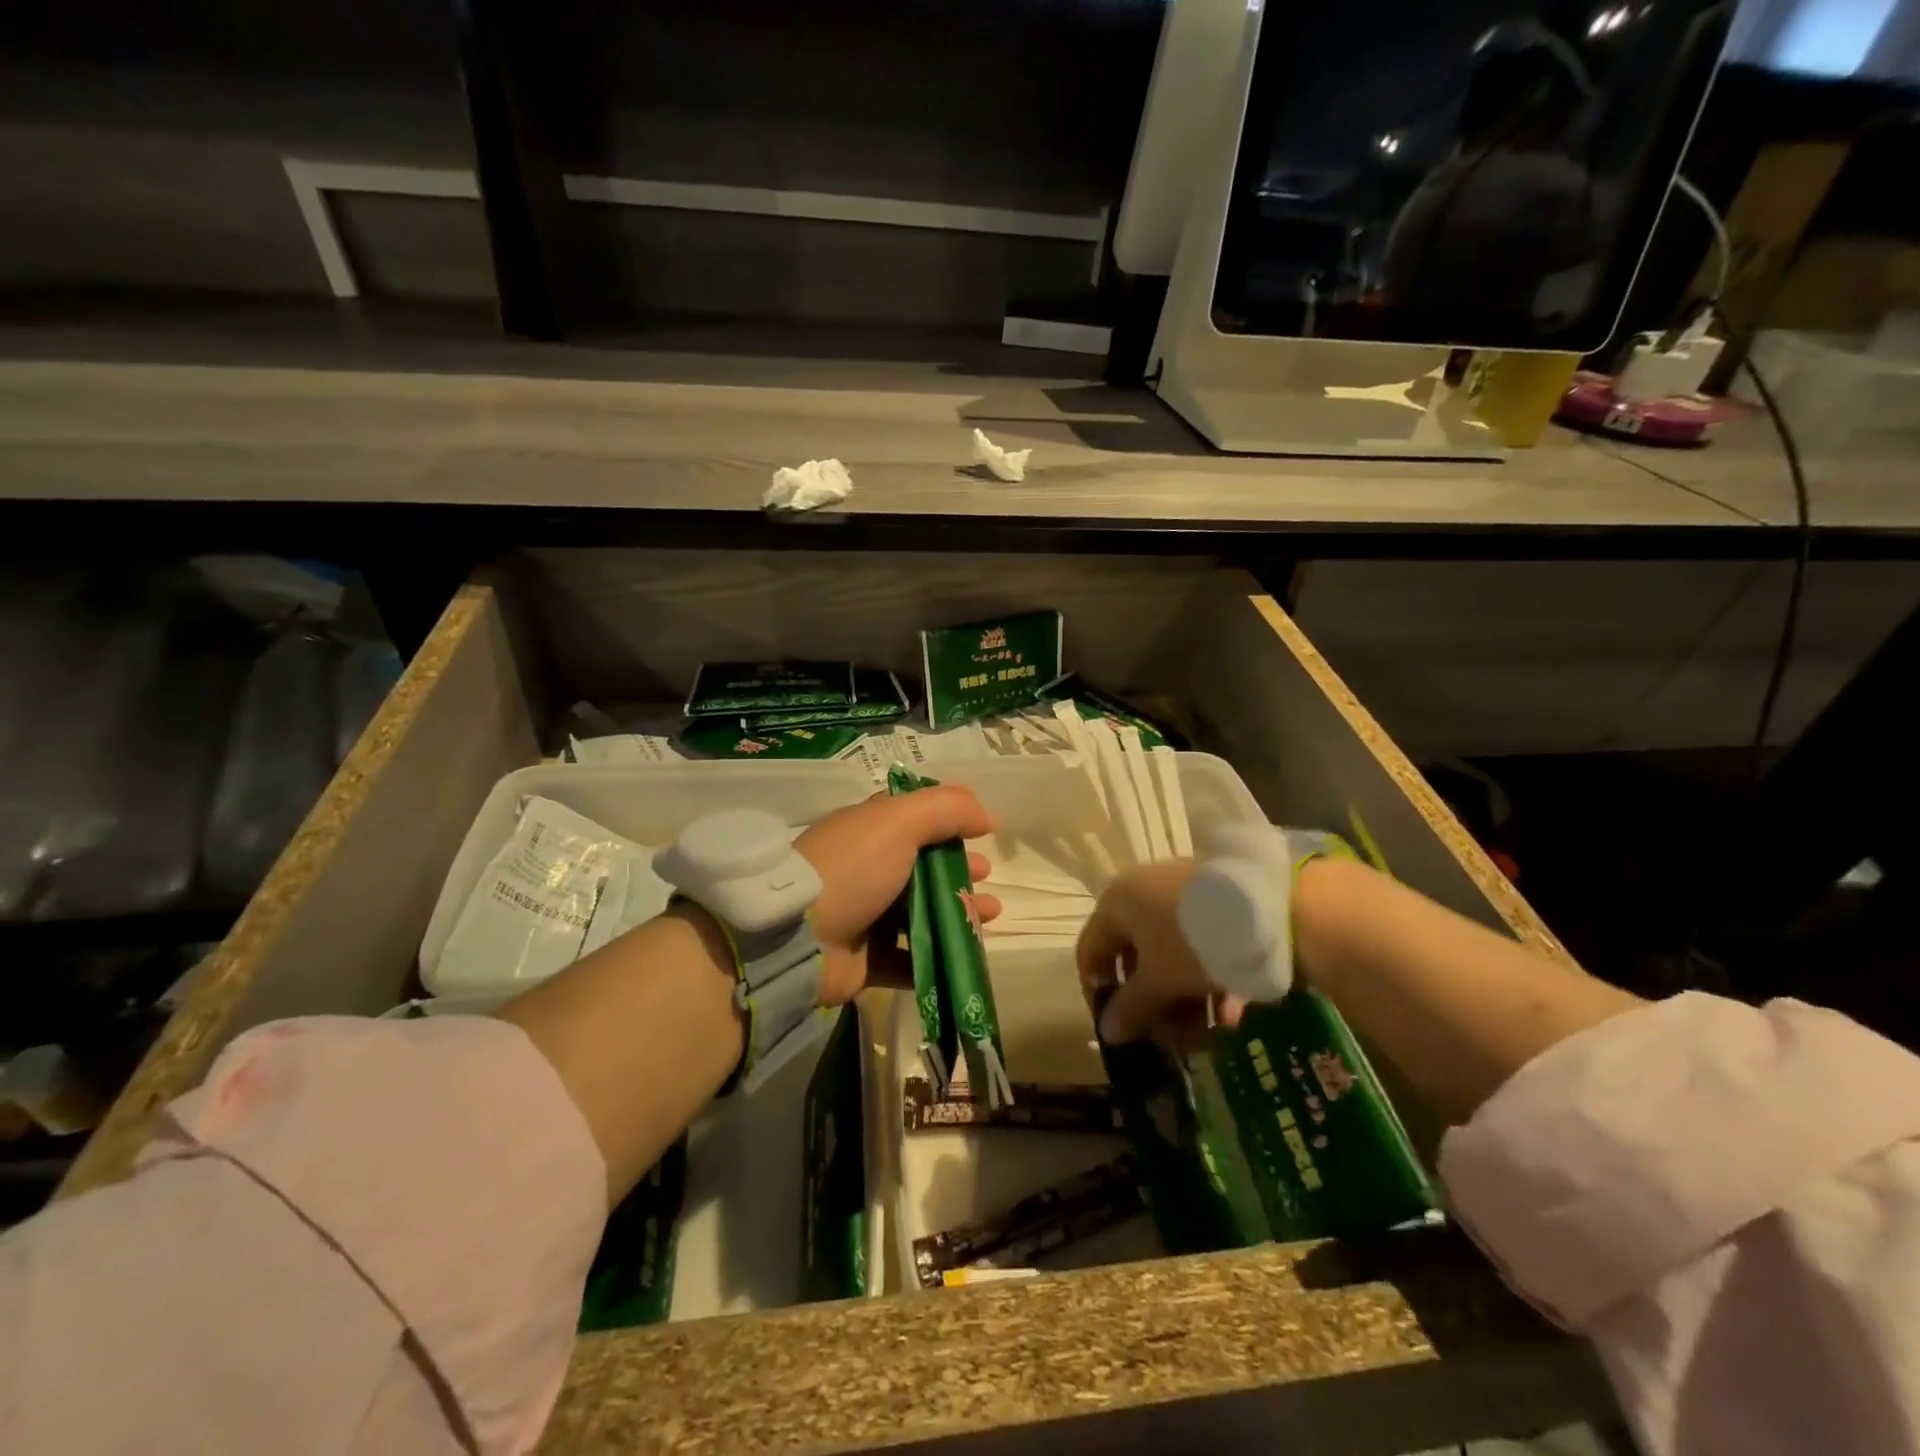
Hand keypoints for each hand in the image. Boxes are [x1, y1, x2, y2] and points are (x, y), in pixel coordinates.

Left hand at [796, 787, 1001, 1005]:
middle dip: (958, 870)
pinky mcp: (865, 961)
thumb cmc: (851, 868)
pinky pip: (910, 959)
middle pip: (923, 868)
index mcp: (869, 832)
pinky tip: (966, 953)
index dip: (948, 824)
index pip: (913, 821)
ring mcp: (865, 917)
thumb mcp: (899, 822)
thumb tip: (985, 815)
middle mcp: (867, 870)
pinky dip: (939, 956)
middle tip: (985, 876)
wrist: (794, 938)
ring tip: (989, 914)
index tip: (980, 833)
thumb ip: (946, 810)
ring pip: (922, 913)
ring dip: (958, 912)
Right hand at [1075, 861, 1245, 1051]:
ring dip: (1183, 1002)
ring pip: (1170, 957)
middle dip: (1151, 1006)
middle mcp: (1143, 893)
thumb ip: (1130, 1008)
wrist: (1271, 908)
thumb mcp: (1159, 981)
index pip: (1091, 952)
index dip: (1099, 993)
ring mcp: (1181, 897)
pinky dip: (1207, 981)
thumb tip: (1106, 1032)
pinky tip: (1231, 1015)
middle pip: (1135, 958)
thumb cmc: (1192, 941)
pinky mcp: (1215, 905)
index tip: (1120, 1028)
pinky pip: (1198, 947)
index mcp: (1117, 903)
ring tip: (1207, 1037)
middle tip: (1170, 1041)